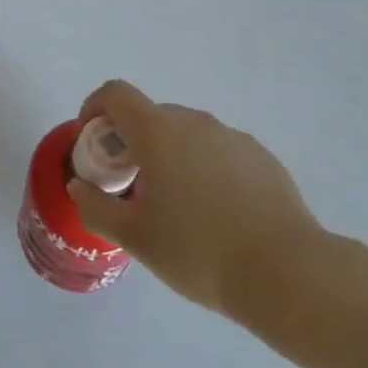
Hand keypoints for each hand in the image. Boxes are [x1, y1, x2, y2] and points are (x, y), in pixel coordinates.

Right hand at [67, 80, 331, 325]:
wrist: (287, 273)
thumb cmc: (200, 252)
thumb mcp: (136, 238)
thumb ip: (97, 208)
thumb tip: (80, 187)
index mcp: (159, 133)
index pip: (116, 94)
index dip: (95, 108)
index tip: (92, 141)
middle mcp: (195, 122)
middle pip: (151, 115)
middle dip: (132, 141)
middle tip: (131, 185)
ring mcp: (232, 137)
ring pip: (187, 134)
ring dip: (170, 155)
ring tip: (178, 206)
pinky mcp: (261, 156)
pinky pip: (218, 150)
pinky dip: (204, 167)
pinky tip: (217, 213)